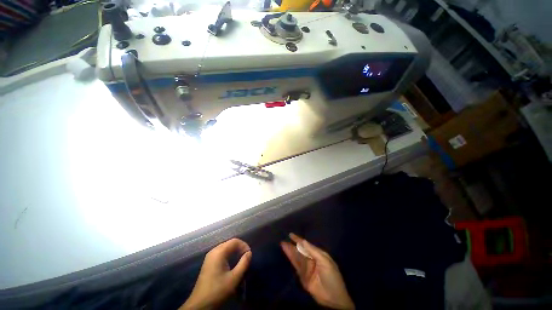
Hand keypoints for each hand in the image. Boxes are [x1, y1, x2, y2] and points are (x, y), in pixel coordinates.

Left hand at [180, 238, 251, 309]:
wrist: (200, 304)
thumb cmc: (218, 290)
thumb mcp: (235, 278)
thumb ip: (244, 263)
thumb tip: (249, 253)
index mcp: (219, 252)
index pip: (235, 241)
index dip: (244, 245)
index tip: (249, 254)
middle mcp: (214, 251)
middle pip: (230, 243)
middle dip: (239, 248)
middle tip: (246, 257)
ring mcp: (210, 256)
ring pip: (226, 248)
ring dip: (234, 251)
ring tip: (241, 260)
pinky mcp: (208, 262)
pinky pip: (221, 253)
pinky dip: (229, 255)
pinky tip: (231, 263)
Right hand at [281, 233, 354, 309]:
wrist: (333, 299)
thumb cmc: (332, 277)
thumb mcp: (325, 261)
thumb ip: (313, 251)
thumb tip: (303, 241)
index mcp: (318, 254)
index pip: (307, 245)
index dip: (299, 240)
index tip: (291, 235)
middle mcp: (311, 260)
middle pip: (300, 251)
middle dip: (292, 245)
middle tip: (284, 240)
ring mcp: (307, 268)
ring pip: (297, 257)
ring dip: (290, 251)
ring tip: (283, 244)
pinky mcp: (303, 276)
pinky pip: (296, 266)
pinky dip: (291, 259)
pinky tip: (287, 253)